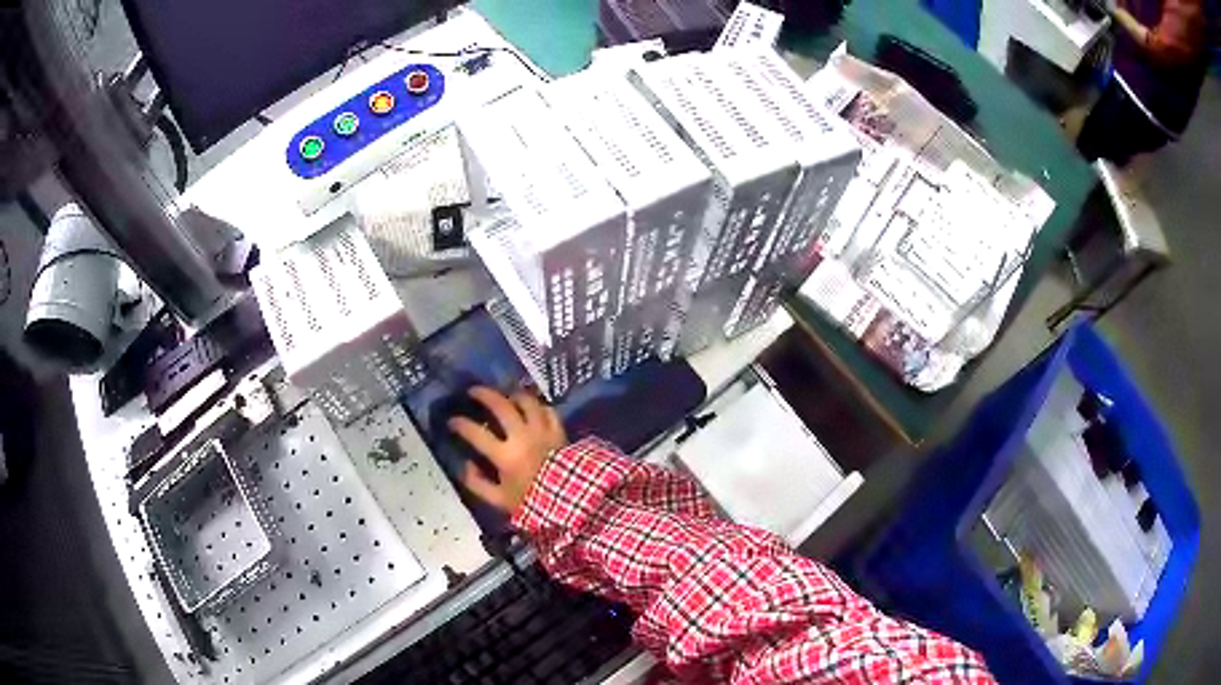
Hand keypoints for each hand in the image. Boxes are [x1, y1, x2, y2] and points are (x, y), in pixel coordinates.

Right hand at [449, 386, 566, 513]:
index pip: (476, 434)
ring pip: (527, 402)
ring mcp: (542, 431)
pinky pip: (548, 410)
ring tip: (505, 395)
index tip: (452, 420)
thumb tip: (465, 465)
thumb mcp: (499, 501)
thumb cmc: (532, 502)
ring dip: (513, 395)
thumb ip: (478, 483)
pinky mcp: (559, 431)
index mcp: (505, 456)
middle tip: (473, 391)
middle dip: (484, 395)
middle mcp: (522, 437)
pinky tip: (532, 407)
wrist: (570, 502)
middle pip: (501, 406)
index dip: (460, 424)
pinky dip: (538, 406)